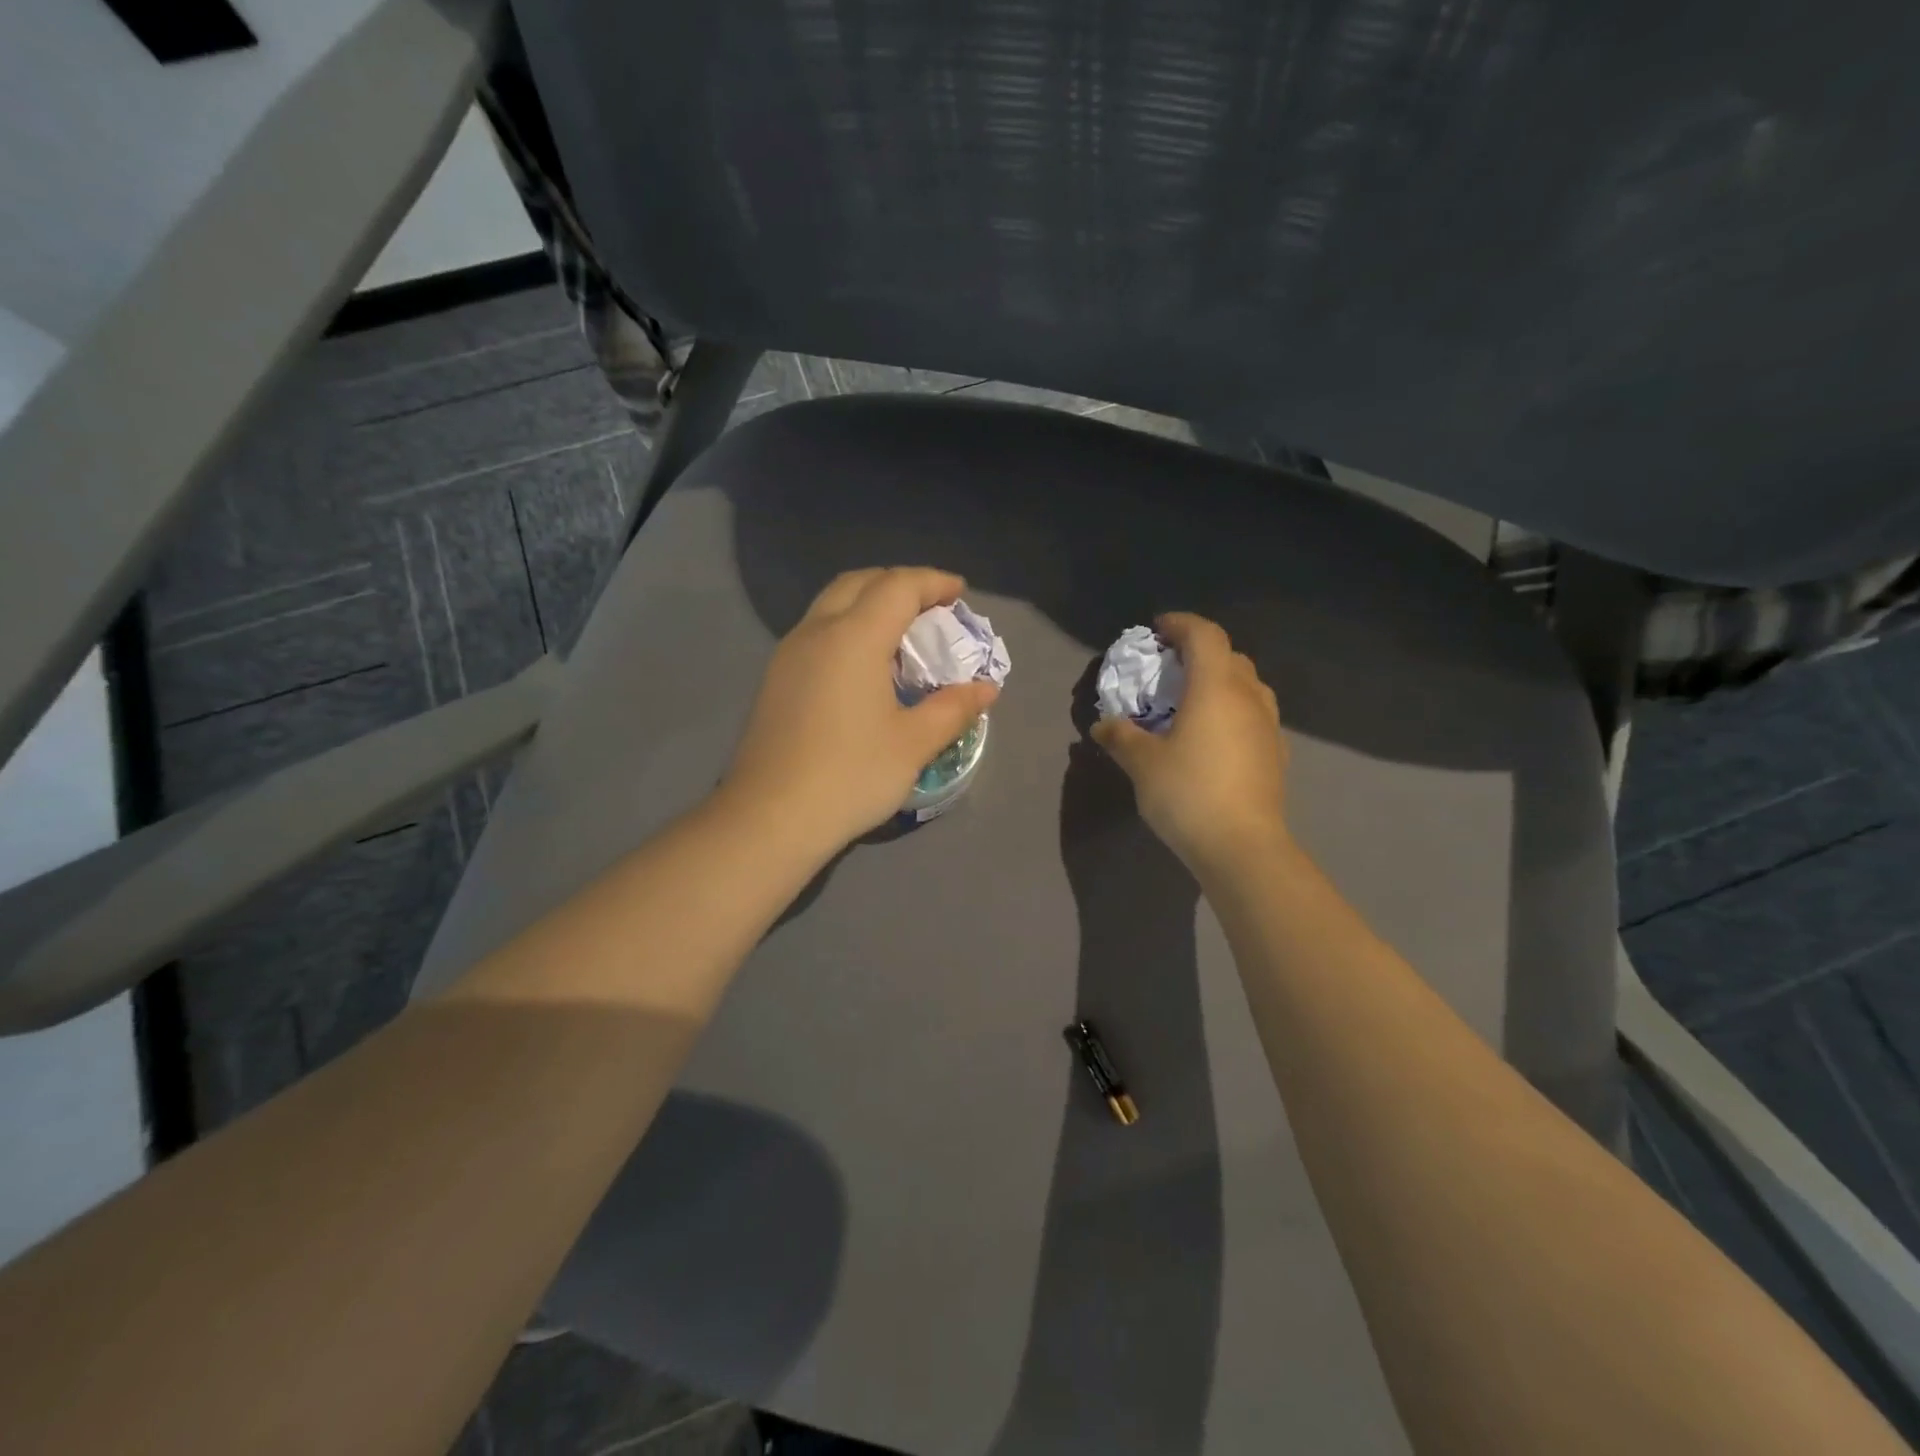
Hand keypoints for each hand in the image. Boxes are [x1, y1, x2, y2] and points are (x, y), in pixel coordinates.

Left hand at [722, 567, 1000, 852]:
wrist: (770, 817)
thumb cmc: (851, 775)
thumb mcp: (913, 744)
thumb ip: (953, 708)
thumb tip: (986, 689)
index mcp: (854, 637)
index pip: (898, 586)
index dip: (933, 582)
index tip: (959, 592)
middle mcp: (817, 632)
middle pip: (859, 583)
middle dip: (899, 584)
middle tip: (931, 607)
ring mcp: (789, 654)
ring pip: (832, 603)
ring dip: (869, 602)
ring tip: (901, 632)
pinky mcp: (776, 678)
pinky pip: (817, 630)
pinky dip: (847, 626)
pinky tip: (864, 664)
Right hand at [1091, 613, 1291, 877]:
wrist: (1242, 846)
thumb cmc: (1188, 793)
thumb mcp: (1142, 764)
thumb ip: (1120, 737)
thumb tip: (1103, 725)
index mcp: (1215, 687)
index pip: (1205, 635)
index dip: (1182, 624)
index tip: (1158, 629)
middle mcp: (1248, 697)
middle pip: (1230, 655)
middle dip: (1200, 652)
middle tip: (1171, 667)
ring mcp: (1268, 725)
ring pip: (1248, 684)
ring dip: (1222, 680)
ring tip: (1194, 699)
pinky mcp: (1276, 753)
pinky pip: (1255, 714)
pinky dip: (1234, 709)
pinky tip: (1215, 736)